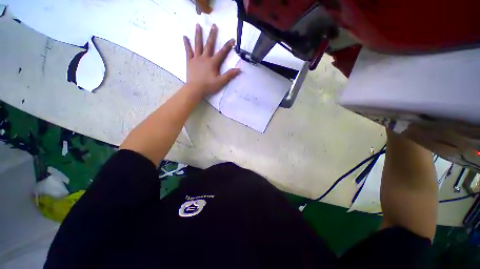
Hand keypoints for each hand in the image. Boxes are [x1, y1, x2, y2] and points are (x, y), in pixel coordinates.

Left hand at [183, 24, 240, 97]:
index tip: (232, 39)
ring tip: (198, 25)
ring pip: (198, 45)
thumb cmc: (208, 86)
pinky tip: (184, 36)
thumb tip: (239, 70)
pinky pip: (188, 51)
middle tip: (214, 25)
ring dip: (198, 35)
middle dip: (212, 35)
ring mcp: (196, 58)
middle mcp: (204, 58)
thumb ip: (229, 75)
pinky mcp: (190, 61)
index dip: (228, 46)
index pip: (222, 53)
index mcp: (213, 63)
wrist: (195, 89)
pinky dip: (186, 44)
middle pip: (209, 45)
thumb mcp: (221, 82)